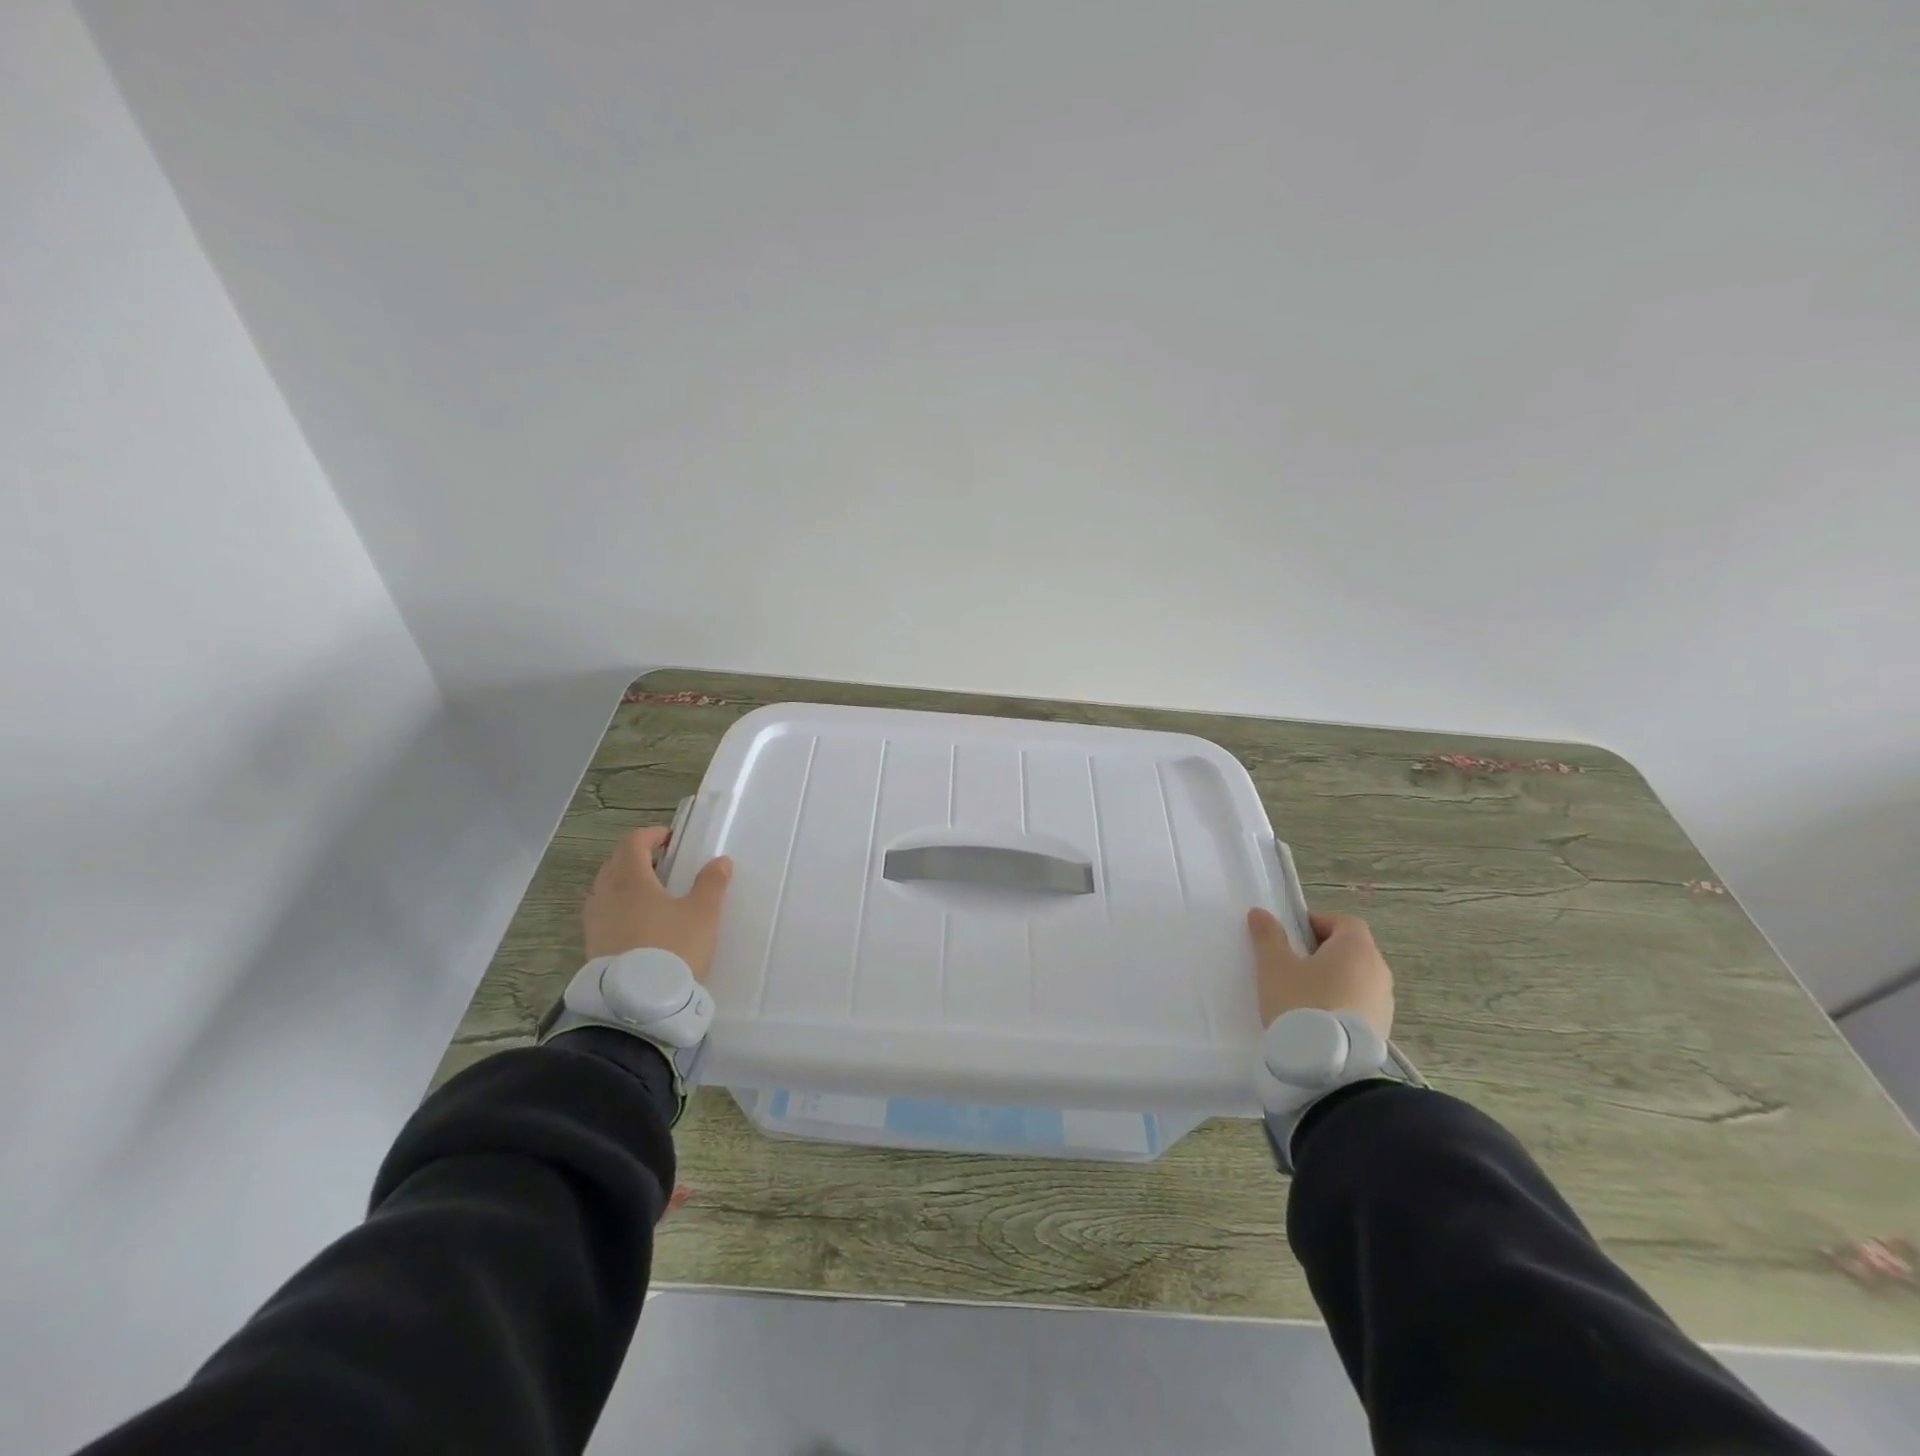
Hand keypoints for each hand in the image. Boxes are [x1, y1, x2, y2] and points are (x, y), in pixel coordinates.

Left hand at [583, 827, 733, 976]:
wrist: (638, 1003)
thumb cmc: (673, 947)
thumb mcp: (703, 914)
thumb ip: (712, 883)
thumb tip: (720, 861)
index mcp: (631, 879)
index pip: (633, 843)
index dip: (651, 835)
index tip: (670, 839)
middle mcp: (606, 895)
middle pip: (615, 863)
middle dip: (637, 857)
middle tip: (663, 864)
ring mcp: (595, 922)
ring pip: (605, 889)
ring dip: (625, 883)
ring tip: (651, 895)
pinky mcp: (592, 946)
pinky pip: (603, 914)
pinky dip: (618, 907)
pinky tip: (638, 923)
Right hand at [1247, 908, 1393, 1042]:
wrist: (1327, 1066)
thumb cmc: (1300, 1002)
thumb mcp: (1274, 966)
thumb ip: (1268, 936)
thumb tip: (1260, 913)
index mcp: (1356, 948)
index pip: (1344, 922)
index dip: (1318, 924)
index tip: (1293, 938)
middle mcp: (1379, 970)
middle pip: (1353, 950)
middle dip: (1325, 952)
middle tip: (1295, 965)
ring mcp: (1385, 1002)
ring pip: (1358, 979)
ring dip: (1336, 980)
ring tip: (1306, 995)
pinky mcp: (1383, 1029)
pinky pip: (1362, 1004)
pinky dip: (1344, 1003)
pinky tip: (1320, 1019)